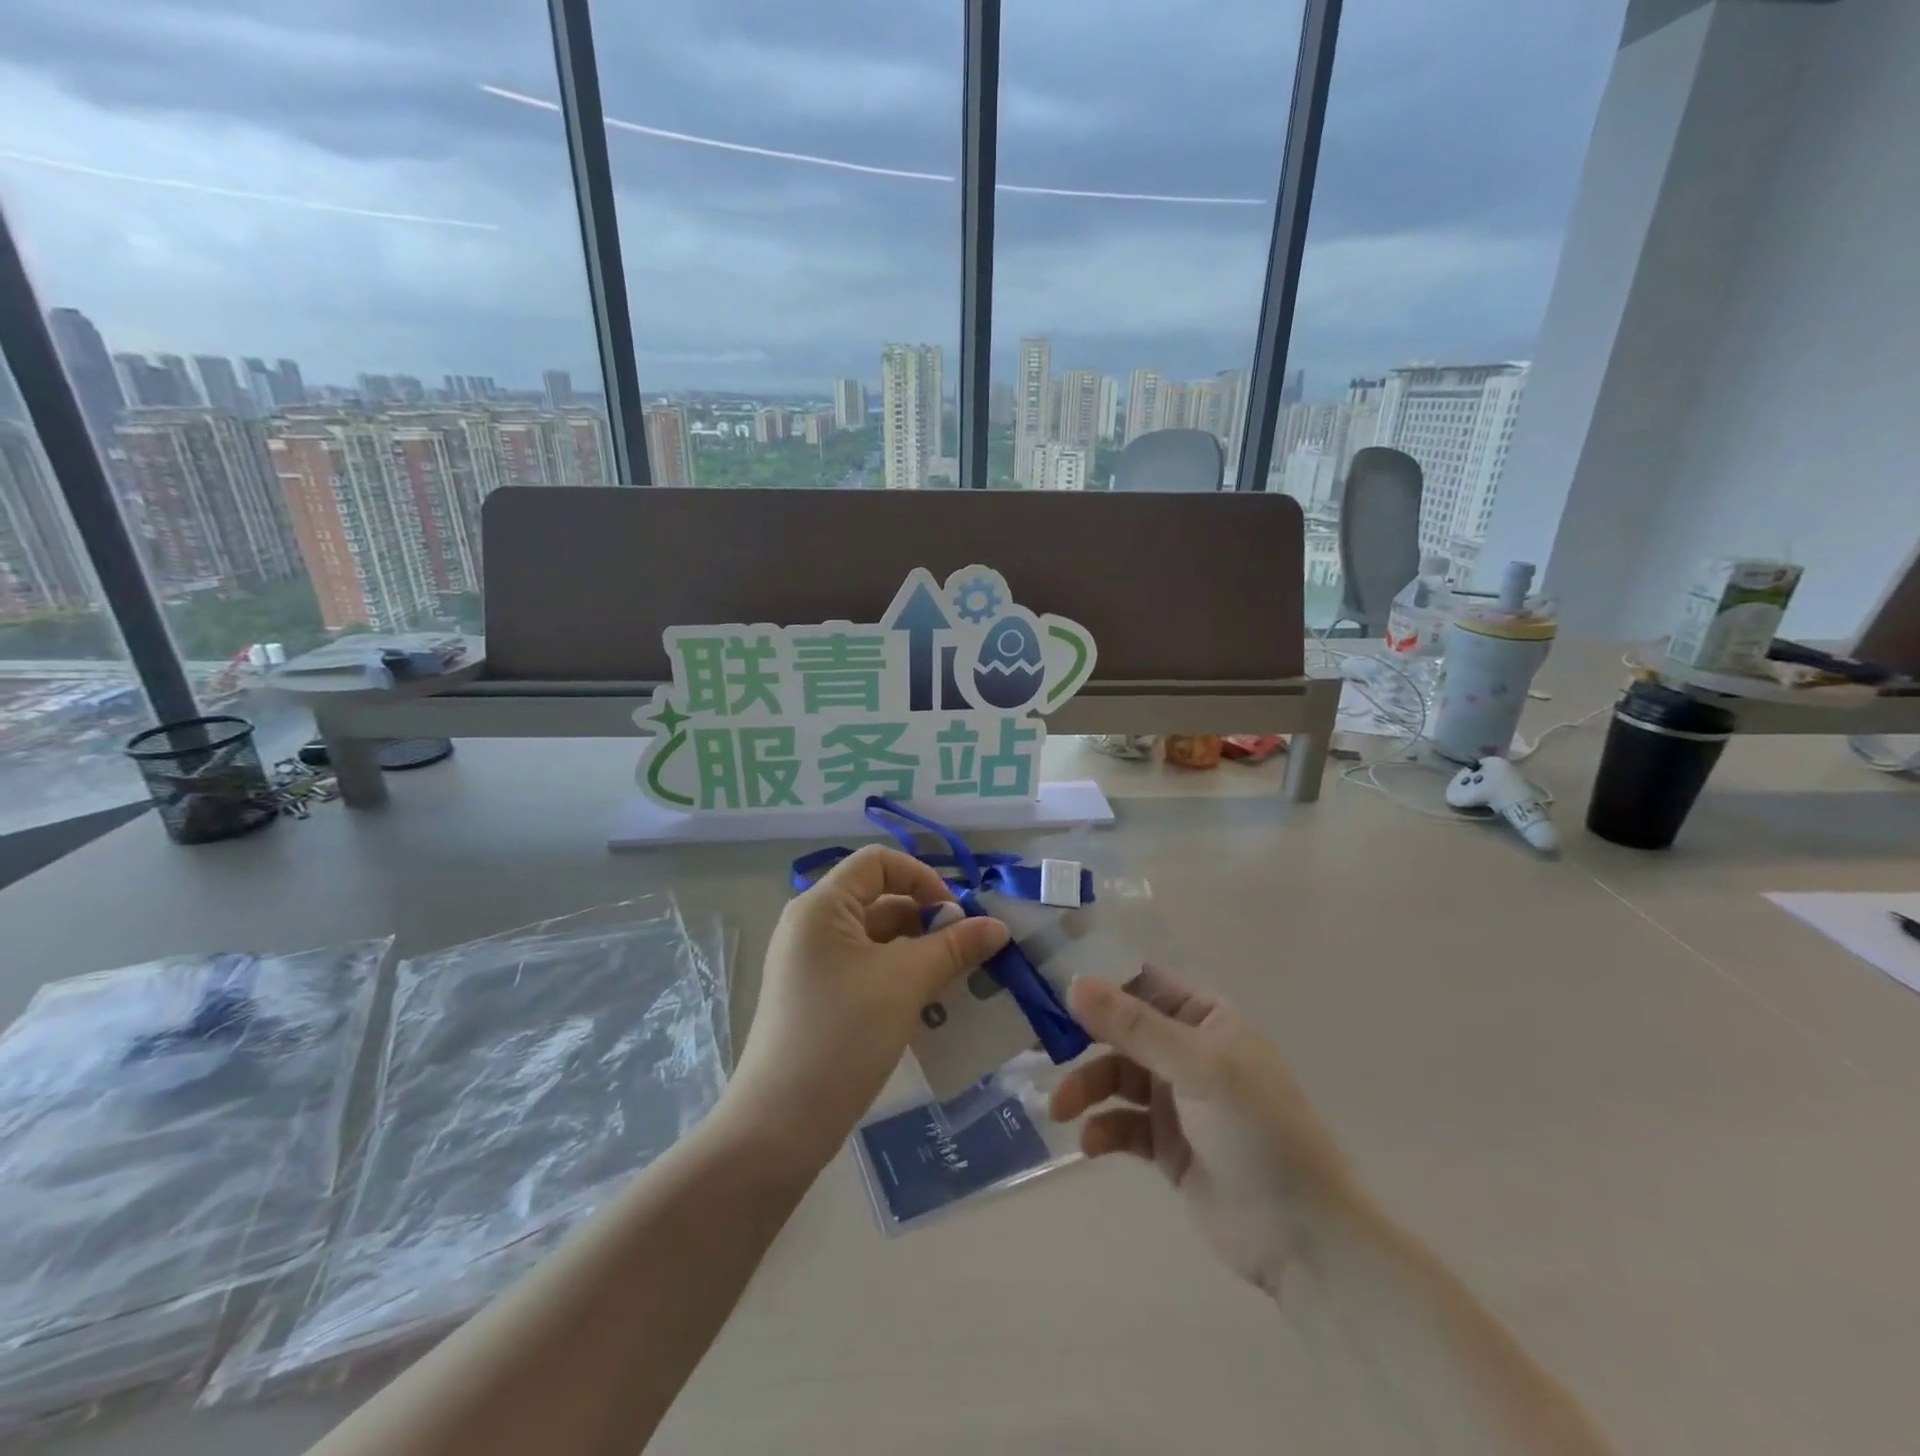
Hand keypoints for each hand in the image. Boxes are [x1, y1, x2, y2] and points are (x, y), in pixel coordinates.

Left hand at [723, 845, 1009, 1172]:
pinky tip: (928, 1007)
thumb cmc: (842, 1036)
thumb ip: (954, 947)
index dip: (922, 878)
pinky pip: (866, 970)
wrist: (779, 1126)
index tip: (955, 917)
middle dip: (928, 921)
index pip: (879, 862)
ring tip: (956, 983)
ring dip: (919, 953)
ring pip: (877, 940)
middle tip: (968, 955)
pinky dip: (899, 977)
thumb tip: (997, 926)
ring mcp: (812, 964)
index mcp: (822, 906)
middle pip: (880, 900)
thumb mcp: (906, 983)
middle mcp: (812, 925)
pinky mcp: (817, 998)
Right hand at [1049, 968, 1359, 1296]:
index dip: (1101, 979)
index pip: (1144, 982)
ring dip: (1086, 1088)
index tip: (1050, 978)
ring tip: (1061, 1109)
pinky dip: (1103, 1129)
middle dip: (1084, 1039)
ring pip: (1116, 1077)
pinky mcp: (1166, 1145)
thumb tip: (1074, 982)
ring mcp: (1177, 1100)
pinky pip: (1122, 1124)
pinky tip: (1091, 1143)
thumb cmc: (1258, 1130)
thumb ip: (1134, 1026)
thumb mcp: (1198, 1067)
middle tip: (1041, 1046)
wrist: (1303, 1237)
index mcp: (1206, 1018)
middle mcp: (1188, 1051)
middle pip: (1122, 1030)